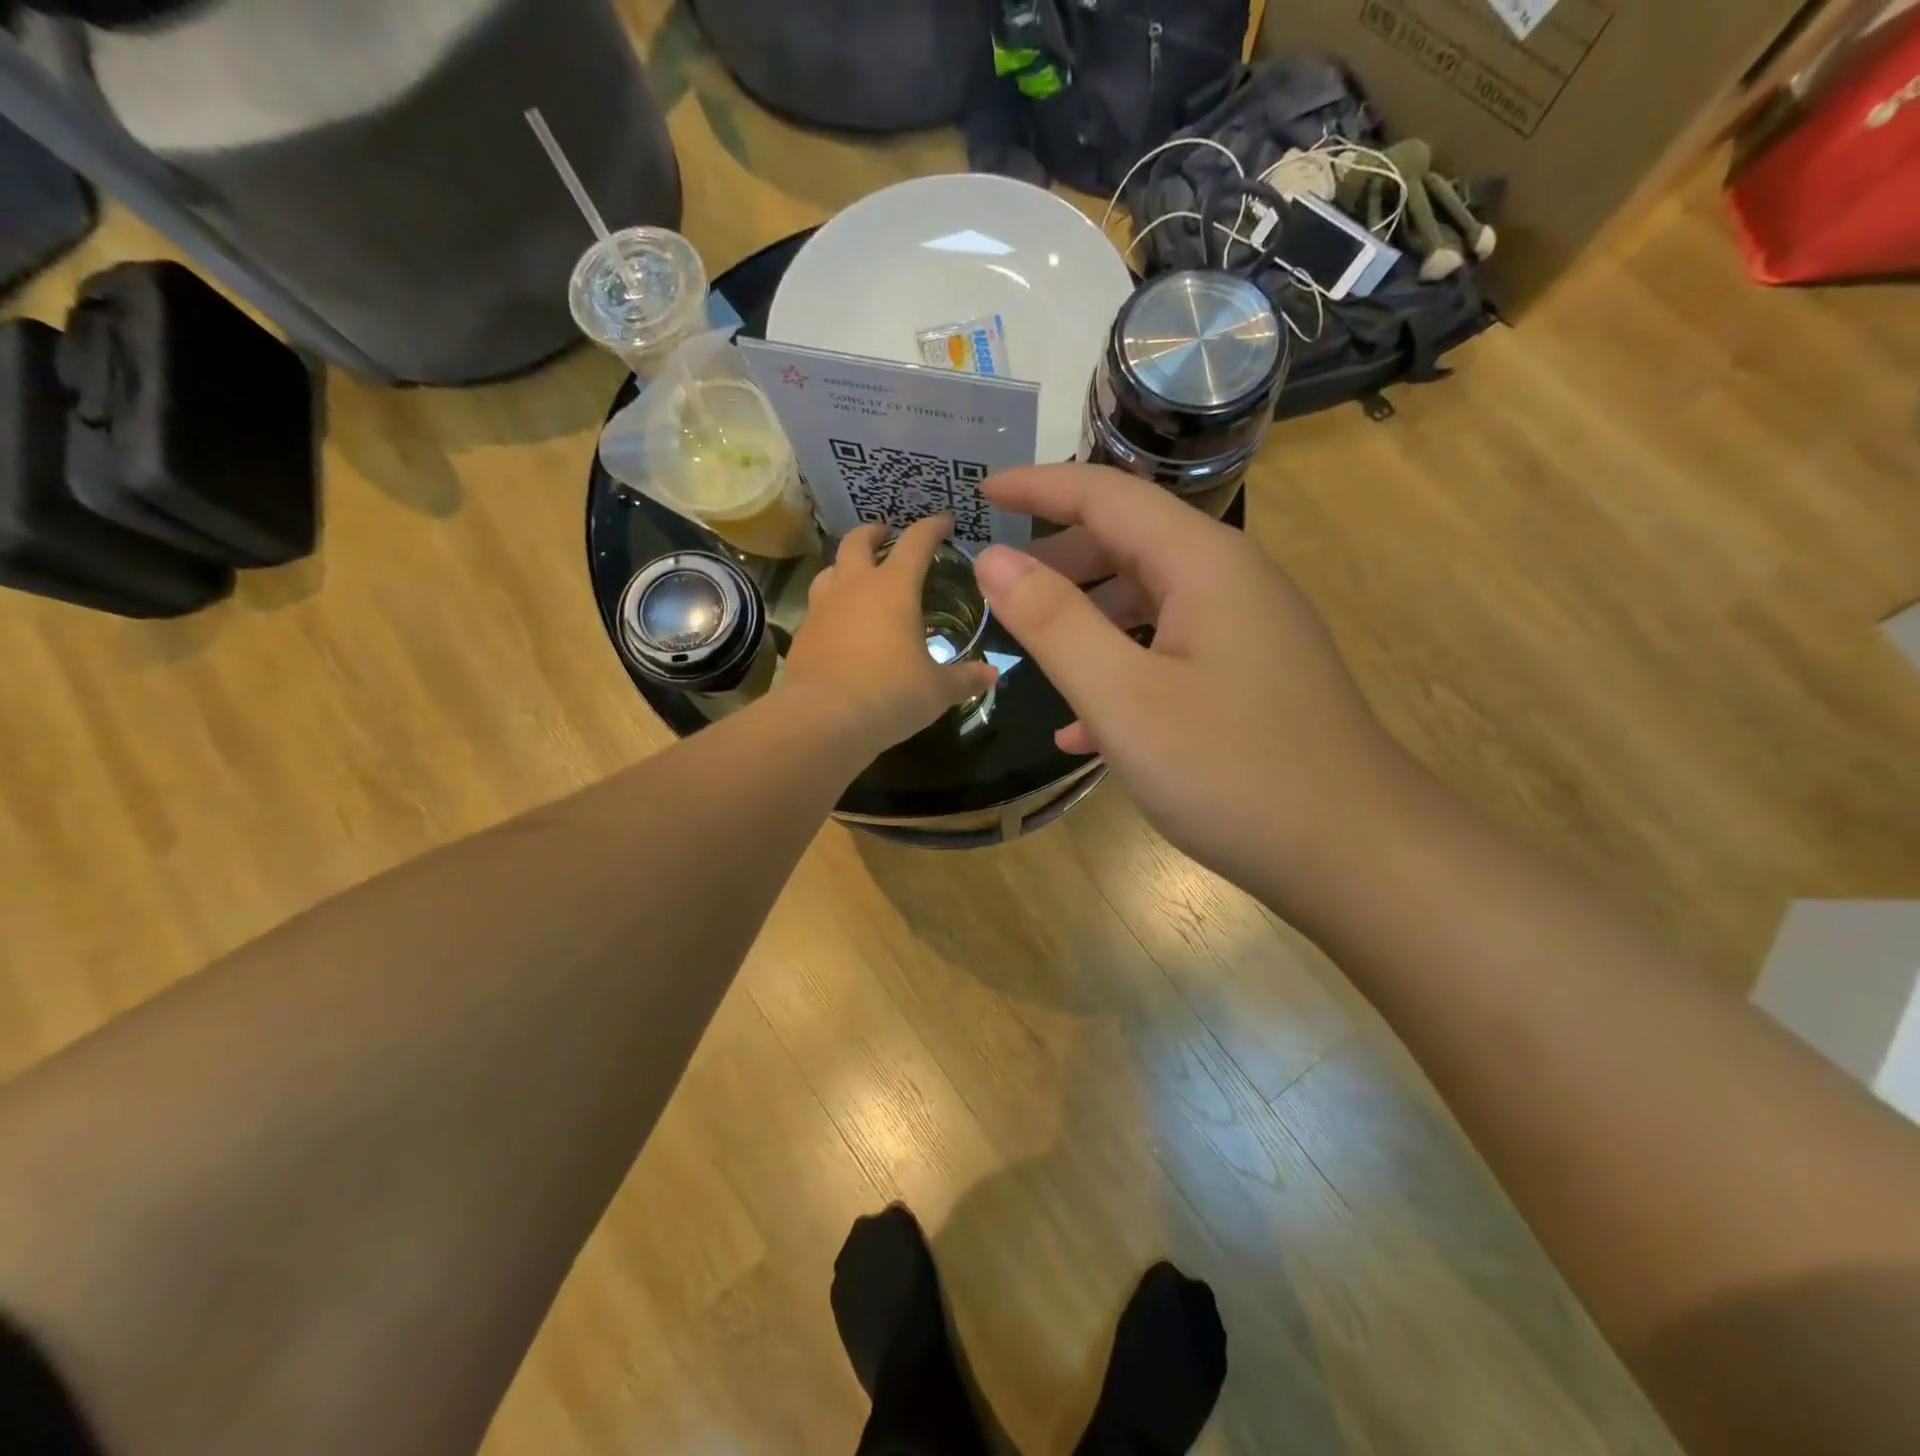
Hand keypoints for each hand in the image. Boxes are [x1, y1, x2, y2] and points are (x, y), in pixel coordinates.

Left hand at [781, 515, 998, 758]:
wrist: (823, 720)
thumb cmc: (890, 694)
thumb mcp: (937, 690)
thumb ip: (965, 678)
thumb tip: (991, 674)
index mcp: (893, 588)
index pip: (916, 542)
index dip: (932, 527)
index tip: (945, 521)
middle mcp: (853, 587)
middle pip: (858, 541)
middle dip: (875, 532)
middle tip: (887, 535)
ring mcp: (821, 608)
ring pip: (830, 569)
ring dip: (846, 566)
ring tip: (858, 578)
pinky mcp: (802, 634)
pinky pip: (817, 606)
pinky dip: (831, 605)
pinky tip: (840, 625)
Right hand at [974, 465, 1411, 900]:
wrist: (1358, 855)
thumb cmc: (1233, 772)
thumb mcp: (1125, 698)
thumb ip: (1054, 623)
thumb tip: (993, 559)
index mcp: (1204, 564)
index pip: (1108, 495)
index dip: (1039, 486)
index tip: (982, 490)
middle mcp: (1232, 582)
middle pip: (1131, 543)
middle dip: (1060, 559)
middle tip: (999, 589)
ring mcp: (1247, 633)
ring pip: (1149, 602)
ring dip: (1087, 619)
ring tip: (1033, 653)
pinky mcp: (1250, 680)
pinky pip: (1171, 654)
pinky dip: (1122, 671)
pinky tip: (1082, 731)